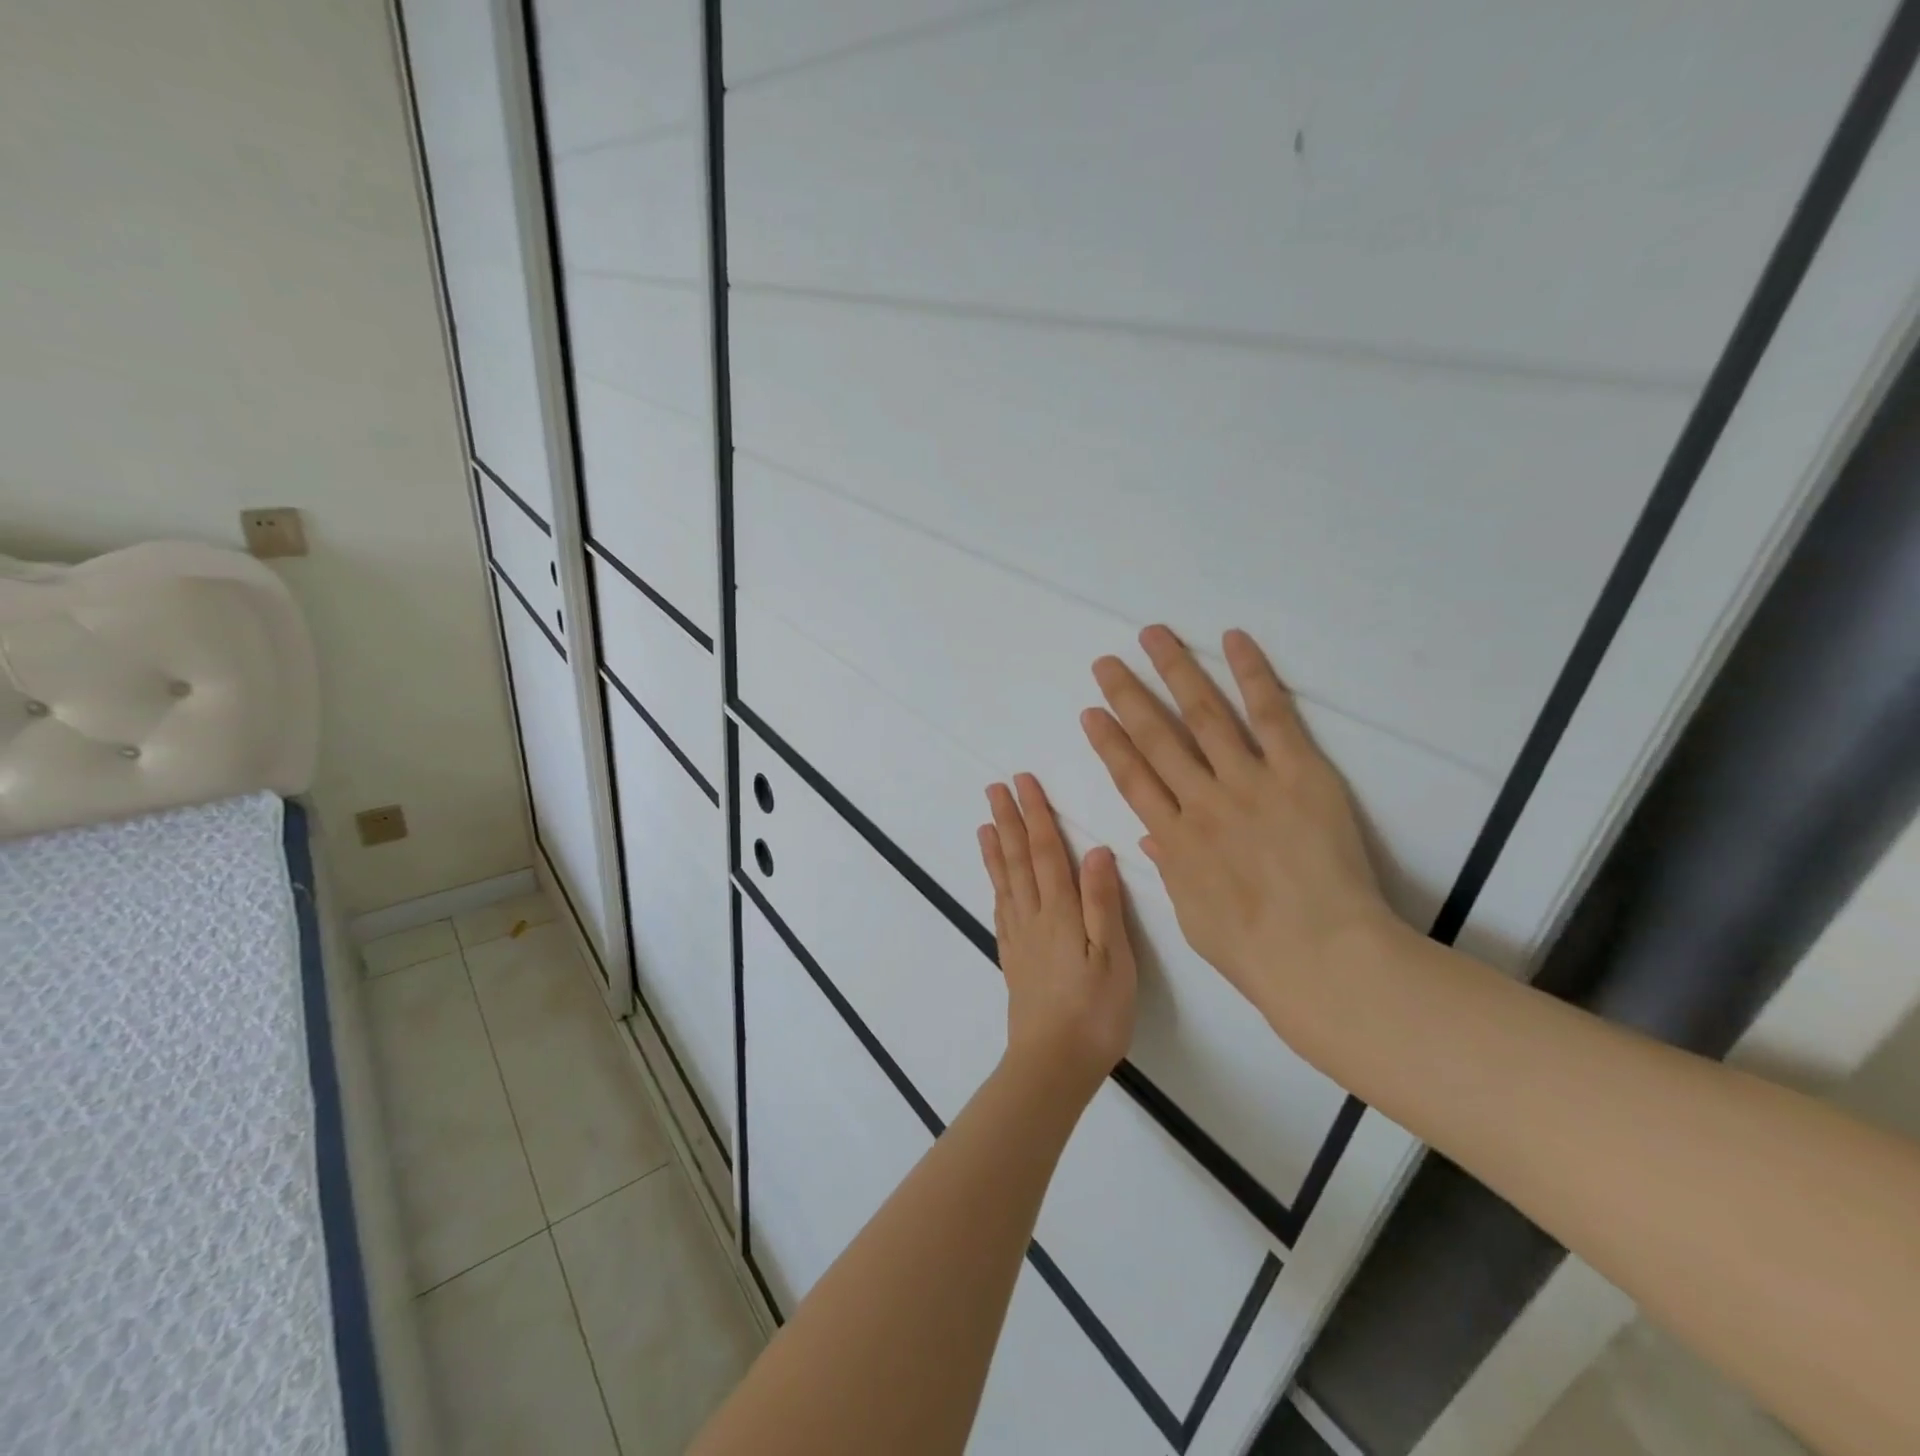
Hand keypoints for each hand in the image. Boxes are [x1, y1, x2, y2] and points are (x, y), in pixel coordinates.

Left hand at [979, 774, 1137, 1101]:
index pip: (1045, 851)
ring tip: (985, 823)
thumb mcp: (1113, 957)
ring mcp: (1020, 939)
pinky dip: (995, 887)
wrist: (1052, 1063)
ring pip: (1004, 882)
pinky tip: (995, 883)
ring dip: (995, 849)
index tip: (1023, 782)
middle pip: (1017, 860)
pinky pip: (1001, 912)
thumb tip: (1096, 850)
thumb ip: (1102, 902)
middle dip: (1008, 821)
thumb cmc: (1095, 1012)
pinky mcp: (1014, 960)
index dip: (1035, 814)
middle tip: (995, 788)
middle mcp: (1034, 917)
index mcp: (1060, 912)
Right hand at [1080, 625, 1404, 1018]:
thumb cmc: (1255, 952)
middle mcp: (1202, 802)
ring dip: (1175, 672)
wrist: (1322, 956)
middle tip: (1106, 664)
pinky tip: (1231, 641)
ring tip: (1152, 637)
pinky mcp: (1298, 774)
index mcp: (1175, 840)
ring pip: (1203, 716)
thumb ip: (1173, 871)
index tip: (1091, 713)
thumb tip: (1153, 837)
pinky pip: (1272, 716)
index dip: (1109, 743)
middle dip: (1128, 697)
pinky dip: (1251, 675)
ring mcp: (1248, 783)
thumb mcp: (1195, 918)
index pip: (1133, 779)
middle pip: (1157, 738)